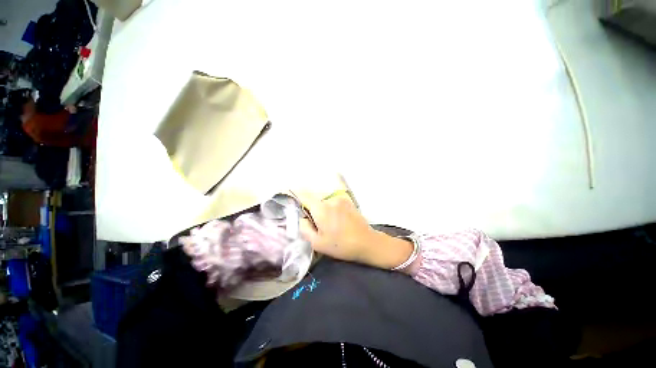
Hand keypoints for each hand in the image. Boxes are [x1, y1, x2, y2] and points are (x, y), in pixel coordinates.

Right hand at [298, 193, 375, 263]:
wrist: (366, 242)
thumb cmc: (340, 245)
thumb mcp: (317, 243)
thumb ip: (304, 228)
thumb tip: (301, 217)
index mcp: (321, 208)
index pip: (303, 194)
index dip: (295, 195)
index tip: (291, 198)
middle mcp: (330, 199)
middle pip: (314, 199)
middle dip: (311, 209)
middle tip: (316, 224)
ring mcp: (340, 199)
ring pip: (324, 201)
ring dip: (322, 209)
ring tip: (329, 224)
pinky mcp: (347, 201)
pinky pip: (333, 202)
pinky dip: (331, 208)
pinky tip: (338, 221)